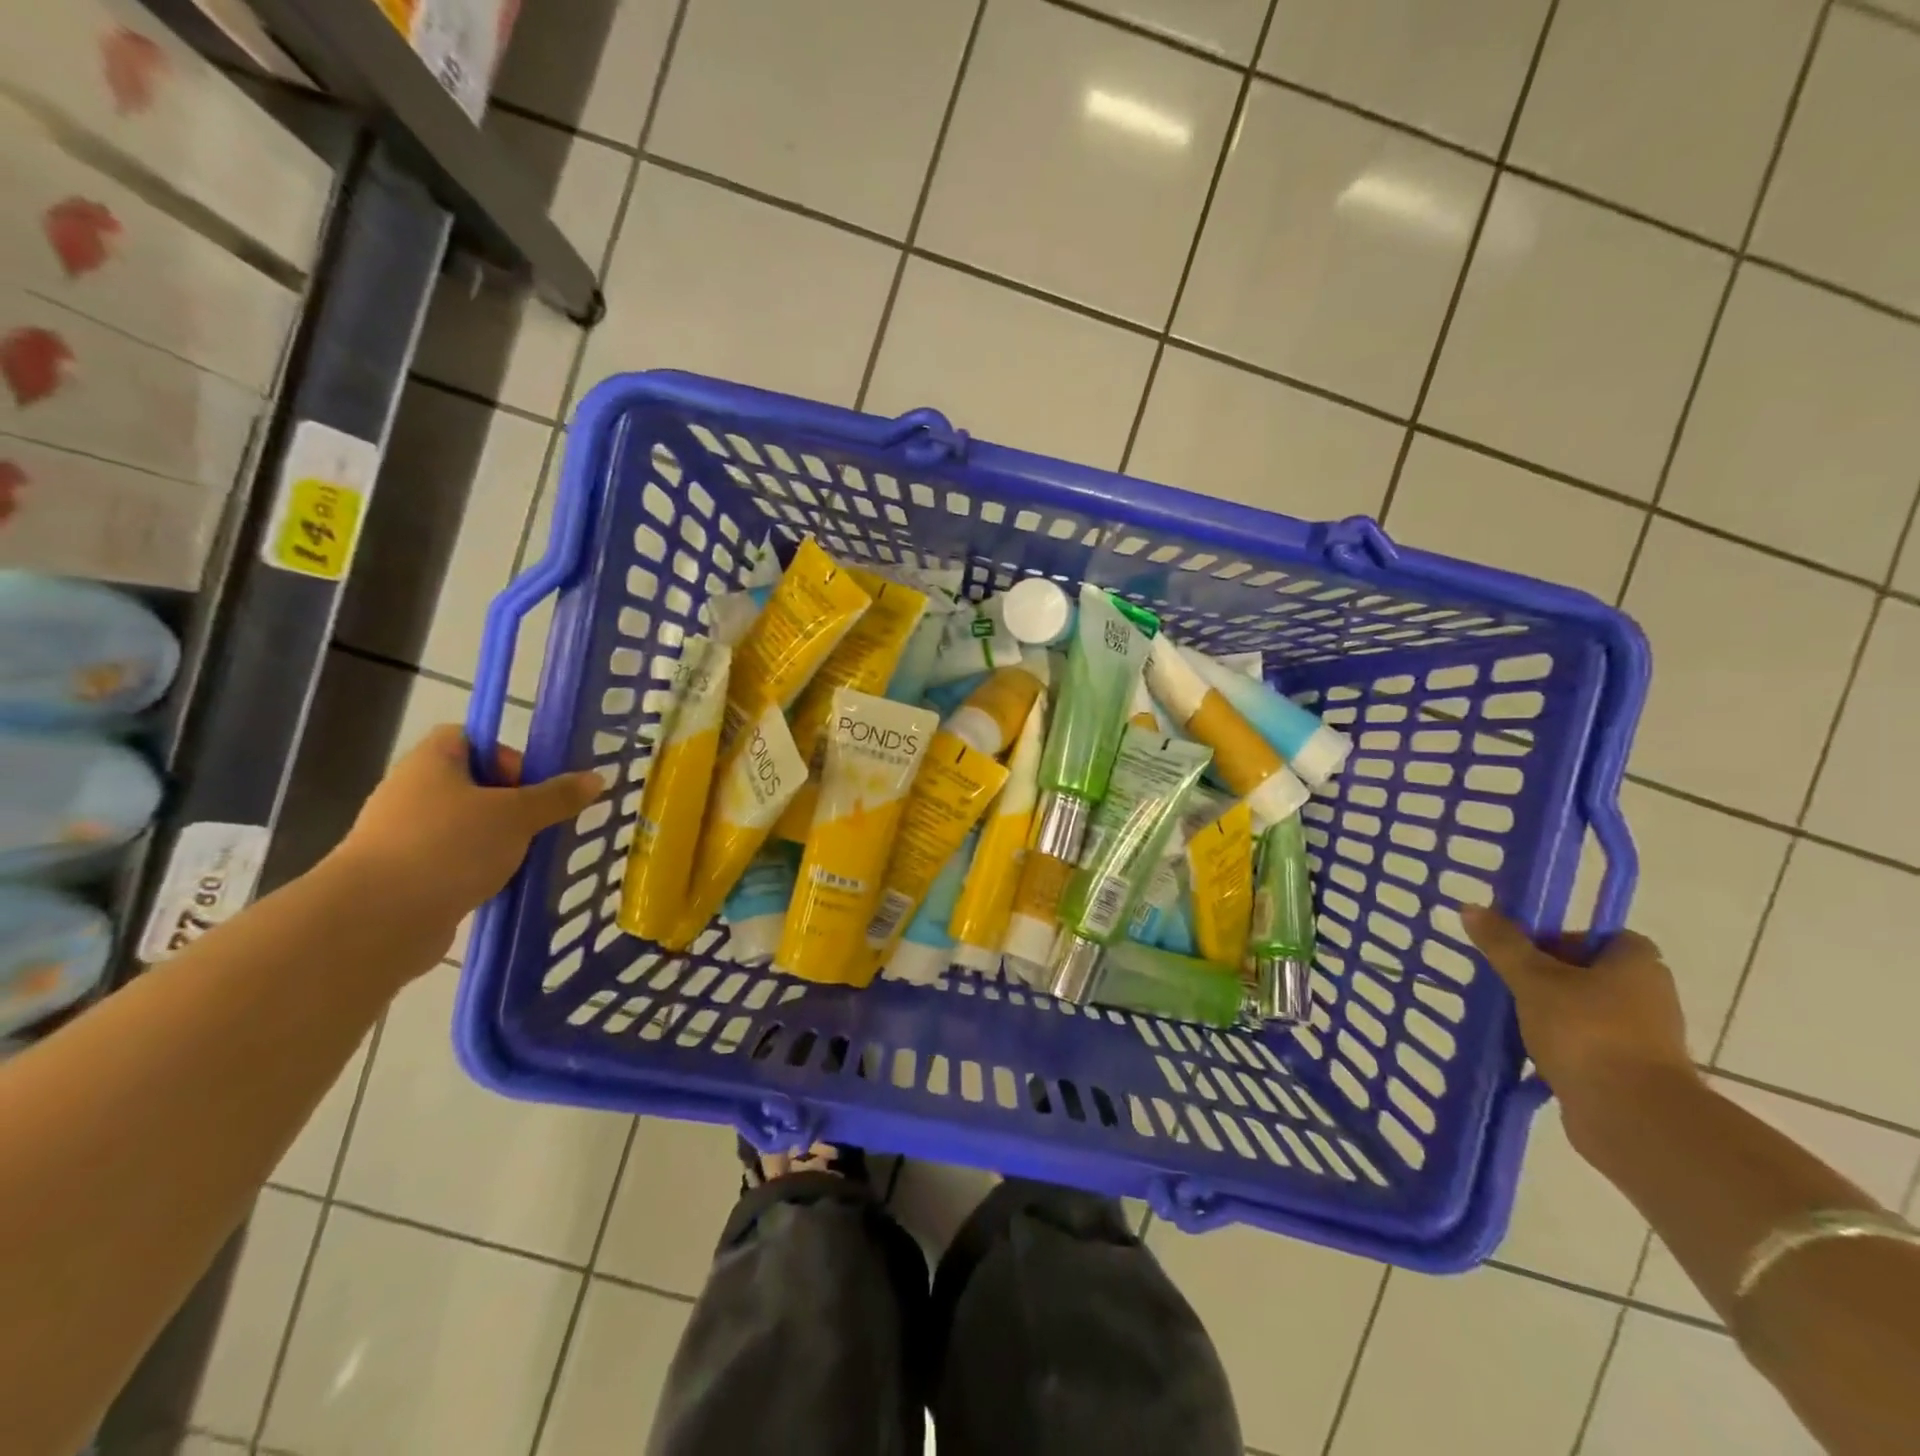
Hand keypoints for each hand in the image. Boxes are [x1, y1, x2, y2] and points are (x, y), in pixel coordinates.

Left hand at [327, 725, 603, 960]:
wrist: (377, 919)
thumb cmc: (450, 846)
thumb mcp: (518, 815)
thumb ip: (557, 797)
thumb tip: (596, 778)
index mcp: (432, 762)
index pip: (470, 739)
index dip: (505, 754)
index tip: (532, 784)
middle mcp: (412, 792)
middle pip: (473, 785)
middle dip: (512, 804)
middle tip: (540, 824)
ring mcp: (403, 836)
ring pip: (466, 827)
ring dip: (499, 841)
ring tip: (528, 858)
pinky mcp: (404, 876)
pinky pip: (453, 862)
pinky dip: (479, 871)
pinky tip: (503, 886)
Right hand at [1461, 905, 1696, 1145]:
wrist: (1632, 1117)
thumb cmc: (1586, 1032)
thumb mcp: (1532, 979)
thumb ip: (1503, 944)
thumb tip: (1471, 907)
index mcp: (1638, 966)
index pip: (1603, 937)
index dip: (1564, 939)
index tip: (1527, 953)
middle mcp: (1650, 997)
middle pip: (1593, 974)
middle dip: (1551, 978)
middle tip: (1511, 982)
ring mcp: (1645, 1039)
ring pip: (1589, 1012)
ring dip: (1554, 1014)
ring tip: (1514, 1018)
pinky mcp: (1633, 1073)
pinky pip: (1590, 1047)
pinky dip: (1563, 1047)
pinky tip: (1530, 1052)